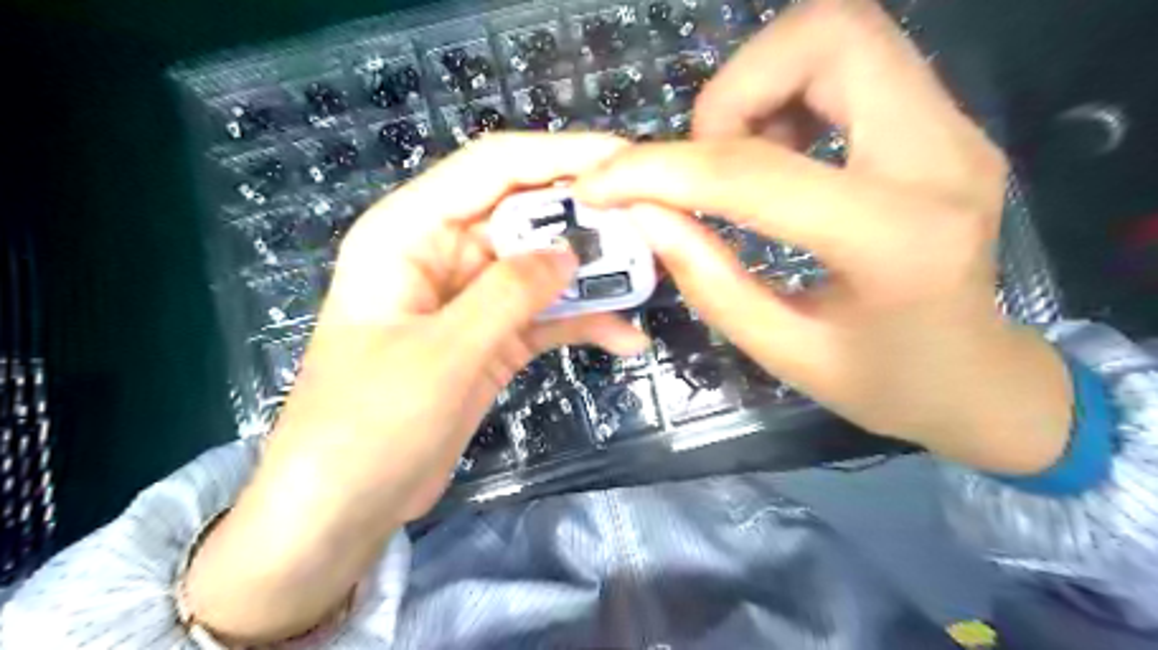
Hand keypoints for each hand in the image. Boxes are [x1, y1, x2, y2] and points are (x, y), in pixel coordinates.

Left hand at [186, 132, 648, 645]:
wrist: (345, 506)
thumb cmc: (370, 423)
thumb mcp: (444, 351)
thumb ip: (510, 293)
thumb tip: (573, 251)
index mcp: (410, 232)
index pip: (492, 168)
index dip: (559, 156)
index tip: (623, 158)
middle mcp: (443, 253)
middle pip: (526, 215)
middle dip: (587, 219)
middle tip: (652, 225)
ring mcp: (472, 299)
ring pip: (543, 268)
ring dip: (594, 275)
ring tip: (650, 279)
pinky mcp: (492, 339)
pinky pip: (545, 317)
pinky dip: (583, 323)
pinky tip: (626, 338)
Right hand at [573, 0, 1070, 478]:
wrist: (981, 377)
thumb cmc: (886, 383)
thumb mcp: (784, 352)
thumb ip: (709, 280)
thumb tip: (643, 213)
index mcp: (897, 241)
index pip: (755, 172)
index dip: (662, 170)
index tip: (604, 182)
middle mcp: (940, 158)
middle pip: (827, 35)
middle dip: (733, 90)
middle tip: (706, 162)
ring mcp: (953, 129)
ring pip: (841, 33)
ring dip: (760, 87)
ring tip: (741, 164)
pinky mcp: (942, 124)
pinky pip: (852, 65)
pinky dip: (789, 94)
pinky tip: (779, 158)